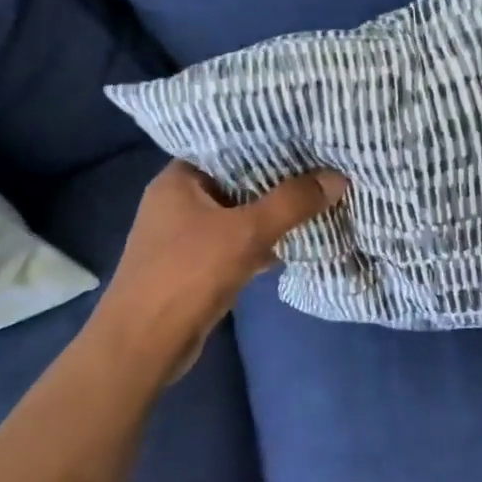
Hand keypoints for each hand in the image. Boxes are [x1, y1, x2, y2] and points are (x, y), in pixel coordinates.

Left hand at [90, 161, 346, 384]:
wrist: (144, 346)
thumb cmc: (187, 275)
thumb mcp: (246, 232)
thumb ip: (292, 203)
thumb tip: (338, 177)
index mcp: (178, 180)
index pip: (227, 145)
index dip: (266, 140)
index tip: (306, 136)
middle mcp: (178, 201)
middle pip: (237, 180)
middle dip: (278, 179)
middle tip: (322, 165)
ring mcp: (186, 236)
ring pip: (240, 213)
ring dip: (273, 212)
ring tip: (318, 196)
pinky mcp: (197, 265)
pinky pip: (237, 242)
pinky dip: (263, 241)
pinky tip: (297, 239)